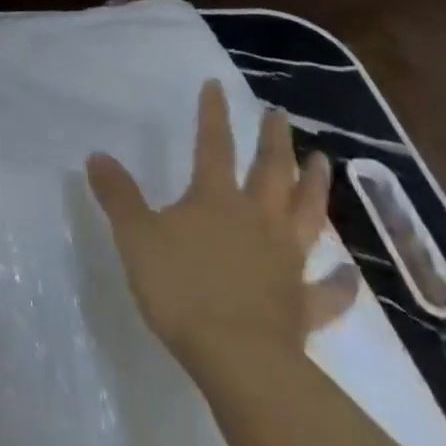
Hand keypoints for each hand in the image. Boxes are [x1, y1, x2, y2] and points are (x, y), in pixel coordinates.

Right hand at [86, 80, 359, 381]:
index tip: (217, 85)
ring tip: (325, 162)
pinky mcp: (302, 306)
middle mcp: (256, 220)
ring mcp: (285, 261)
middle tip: (280, 114)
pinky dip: (339, 282)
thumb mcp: (136, 236)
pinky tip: (348, 273)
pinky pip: (326, 291)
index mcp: (215, 199)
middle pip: (271, 171)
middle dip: (274, 140)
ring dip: (316, 188)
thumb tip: (97, 155)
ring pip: (307, 216)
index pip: (214, 145)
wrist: (238, 360)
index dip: (213, 114)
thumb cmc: (182, 289)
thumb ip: (118, 196)